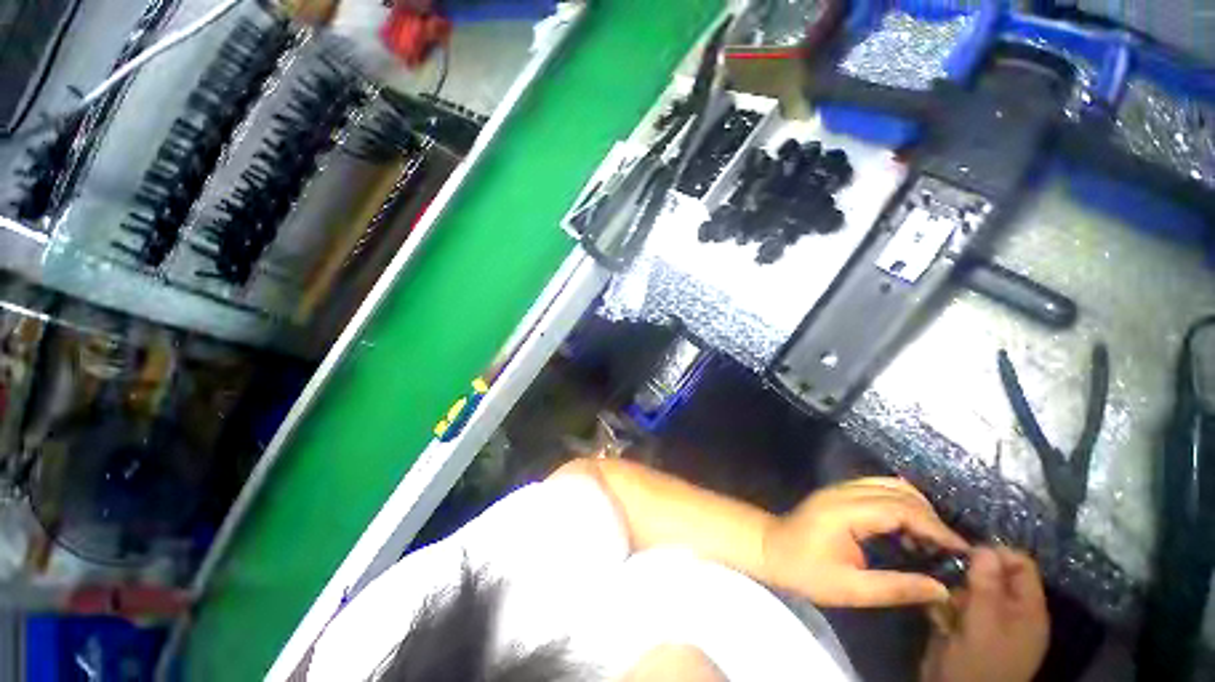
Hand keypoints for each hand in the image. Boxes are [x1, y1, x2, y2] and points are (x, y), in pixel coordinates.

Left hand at [761, 477, 969, 606]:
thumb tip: (941, 589)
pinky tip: (908, 529)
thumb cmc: (805, 570)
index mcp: (845, 511)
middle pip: (898, 492)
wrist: (770, 547)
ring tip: (933, 541)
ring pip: (890, 485)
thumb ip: (896, 588)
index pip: (900, 509)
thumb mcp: (850, 589)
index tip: (962, 550)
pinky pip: (878, 488)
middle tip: (950, 549)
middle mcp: (844, 492)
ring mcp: (840, 488)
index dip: (935, 527)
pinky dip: (901, 503)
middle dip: (931, 517)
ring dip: (917, 507)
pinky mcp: (840, 492)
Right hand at [920, 547, 1049, 681]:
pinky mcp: (966, 628)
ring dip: (951, 588)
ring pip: (968, 588)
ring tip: (940, 600)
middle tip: (946, 574)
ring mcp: (987, 621)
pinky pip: (955, 604)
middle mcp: (1010, 611)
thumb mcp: (984, 624)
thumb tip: (984, 547)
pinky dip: (944, 603)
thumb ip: (986, 586)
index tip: (963, 552)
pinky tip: (936, 614)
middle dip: (966, 572)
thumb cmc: (980, 663)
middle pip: (992, 574)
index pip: (1020, 565)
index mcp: (1027, 610)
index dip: (994, 553)